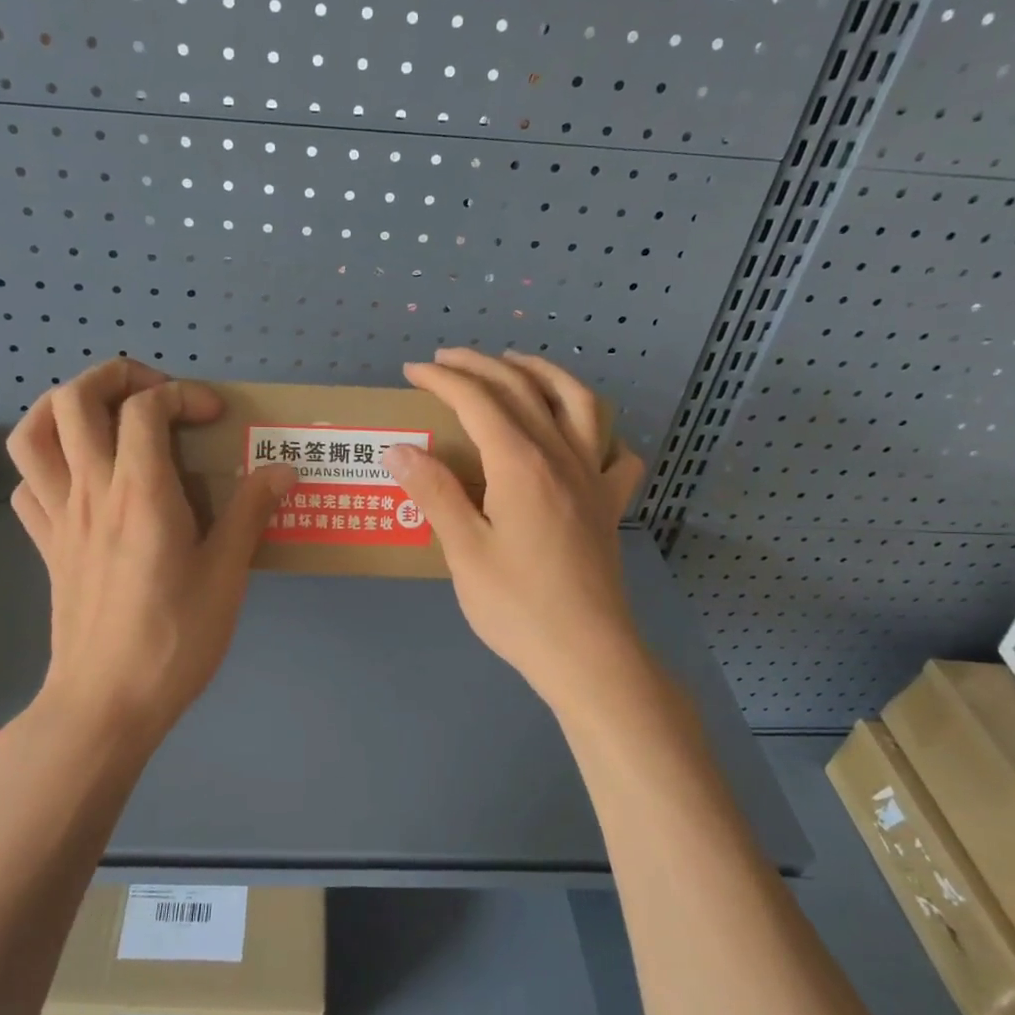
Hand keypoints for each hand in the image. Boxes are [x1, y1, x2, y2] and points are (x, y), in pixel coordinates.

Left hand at [7, 359, 296, 735]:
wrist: (106, 703)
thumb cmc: (174, 639)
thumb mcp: (227, 575)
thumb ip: (251, 512)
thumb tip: (283, 469)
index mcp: (141, 492)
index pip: (146, 407)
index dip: (183, 394)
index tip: (215, 418)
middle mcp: (91, 491)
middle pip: (74, 399)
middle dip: (115, 377)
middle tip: (156, 395)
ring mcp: (60, 517)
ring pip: (33, 434)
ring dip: (64, 406)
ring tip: (105, 415)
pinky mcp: (46, 546)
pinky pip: (28, 486)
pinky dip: (49, 464)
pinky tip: (82, 479)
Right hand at [385, 348, 647, 708]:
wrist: (588, 654)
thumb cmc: (518, 606)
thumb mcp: (464, 551)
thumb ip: (434, 493)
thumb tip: (399, 448)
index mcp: (521, 464)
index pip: (479, 401)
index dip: (444, 380)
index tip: (413, 371)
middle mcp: (562, 456)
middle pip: (523, 389)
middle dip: (481, 366)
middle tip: (446, 360)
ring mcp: (593, 477)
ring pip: (578, 402)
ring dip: (544, 373)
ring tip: (517, 365)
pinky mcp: (610, 504)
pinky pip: (615, 452)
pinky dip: (599, 430)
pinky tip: (582, 436)